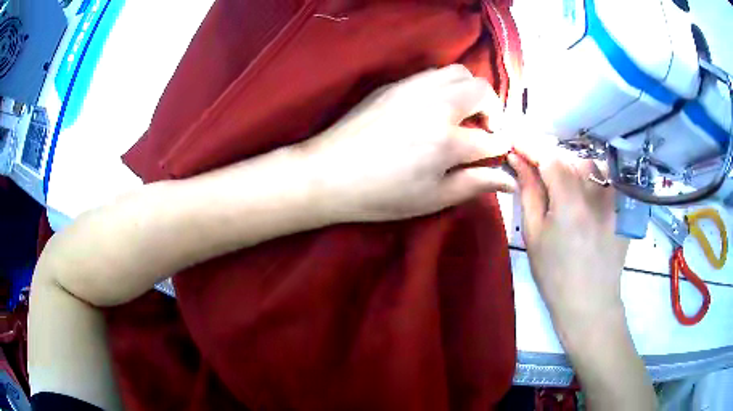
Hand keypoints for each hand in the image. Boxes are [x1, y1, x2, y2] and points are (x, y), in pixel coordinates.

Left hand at [299, 65, 514, 222]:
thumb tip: (509, 181)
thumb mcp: (433, 198)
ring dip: (471, 91)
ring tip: (462, 114)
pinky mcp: (394, 84)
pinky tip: (436, 107)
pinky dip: (446, 86)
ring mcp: (413, 88)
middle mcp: (436, 104)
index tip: (498, 152)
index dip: (501, 146)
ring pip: (458, 73)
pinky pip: (432, 74)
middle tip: (484, 130)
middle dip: (493, 110)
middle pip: (482, 90)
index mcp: (447, 140)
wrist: (328, 173)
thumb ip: (475, 184)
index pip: (492, 138)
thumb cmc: (381, 195)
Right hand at [508, 149, 628, 337]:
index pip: (549, 156)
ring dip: (568, 164)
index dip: (529, 144)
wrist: (590, 302)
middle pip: (568, 156)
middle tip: (531, 163)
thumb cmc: (555, 275)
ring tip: (557, 179)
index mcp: (570, 202)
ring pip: (587, 163)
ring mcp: (613, 197)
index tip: (513, 139)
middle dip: (547, 154)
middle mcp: (596, 192)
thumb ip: (529, 192)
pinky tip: (581, 189)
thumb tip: (518, 160)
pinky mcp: (622, 204)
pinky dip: (588, 174)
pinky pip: (604, 176)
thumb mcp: (534, 236)